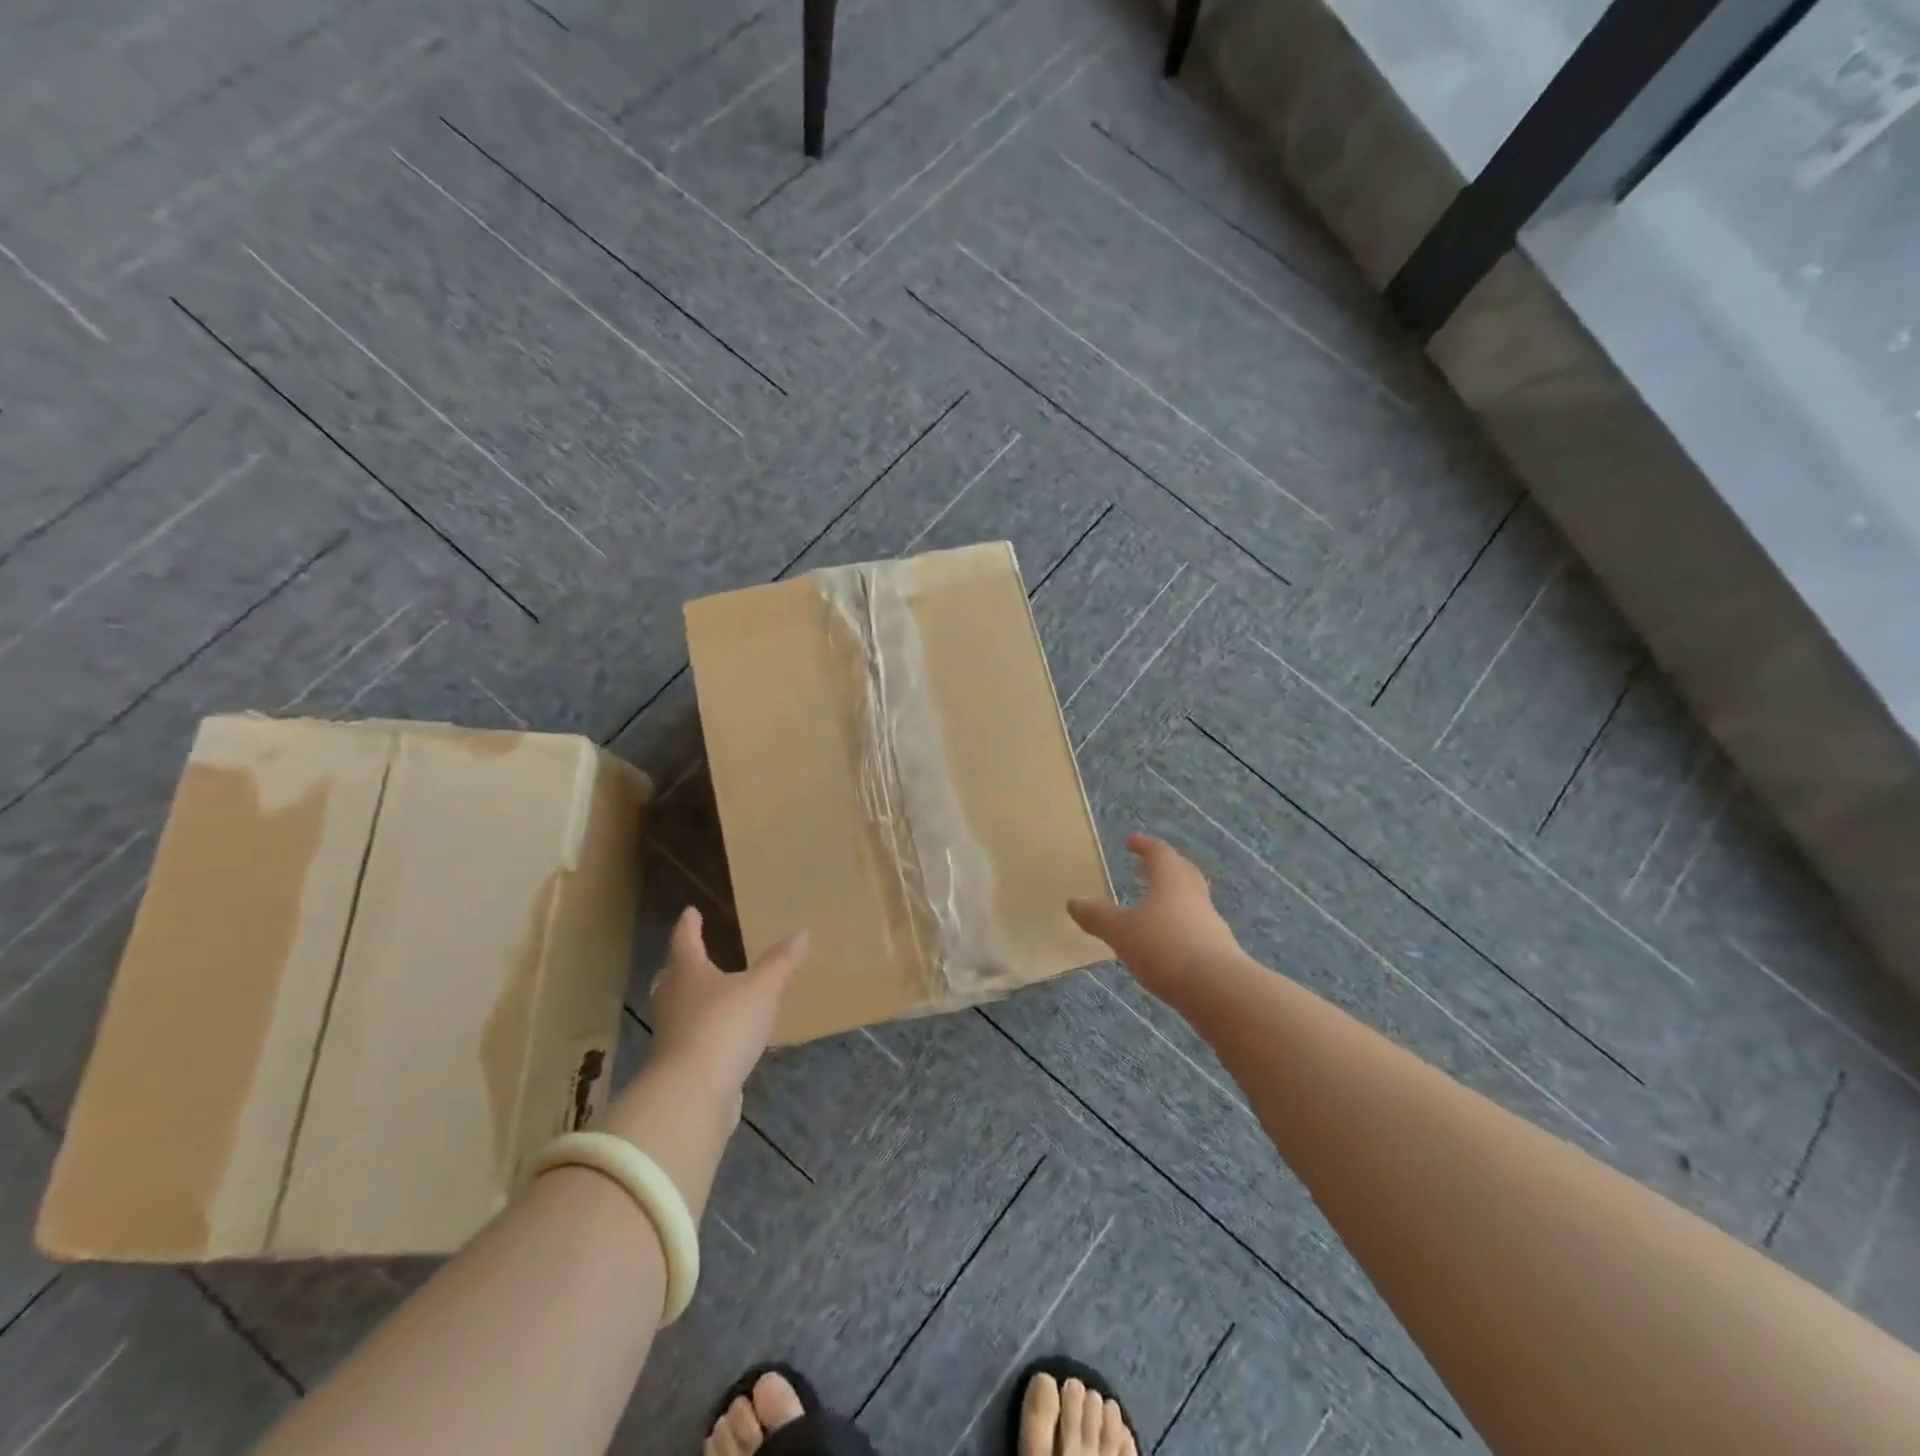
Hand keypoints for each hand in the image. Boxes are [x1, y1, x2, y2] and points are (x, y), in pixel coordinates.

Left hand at [644, 908, 807, 1103]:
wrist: (692, 1094)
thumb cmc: (724, 1026)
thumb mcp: (762, 988)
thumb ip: (782, 962)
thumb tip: (802, 932)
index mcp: (688, 972)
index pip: (685, 940)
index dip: (689, 925)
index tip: (690, 911)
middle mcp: (673, 999)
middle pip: (673, 975)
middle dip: (683, 963)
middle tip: (693, 953)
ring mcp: (672, 1034)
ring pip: (679, 1007)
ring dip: (692, 998)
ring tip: (711, 993)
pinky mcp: (680, 1064)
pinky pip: (692, 1037)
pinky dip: (704, 1029)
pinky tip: (723, 1034)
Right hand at [1069, 833, 1239, 1003]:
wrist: (1218, 989)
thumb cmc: (1164, 947)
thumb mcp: (1121, 932)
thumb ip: (1098, 917)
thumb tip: (1074, 903)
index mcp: (1171, 881)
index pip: (1159, 853)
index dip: (1145, 845)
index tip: (1132, 841)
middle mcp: (1194, 895)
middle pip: (1182, 872)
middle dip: (1165, 866)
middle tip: (1148, 866)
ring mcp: (1210, 922)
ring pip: (1191, 900)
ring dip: (1173, 897)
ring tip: (1153, 905)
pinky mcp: (1217, 949)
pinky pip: (1195, 926)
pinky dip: (1179, 925)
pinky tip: (1166, 940)